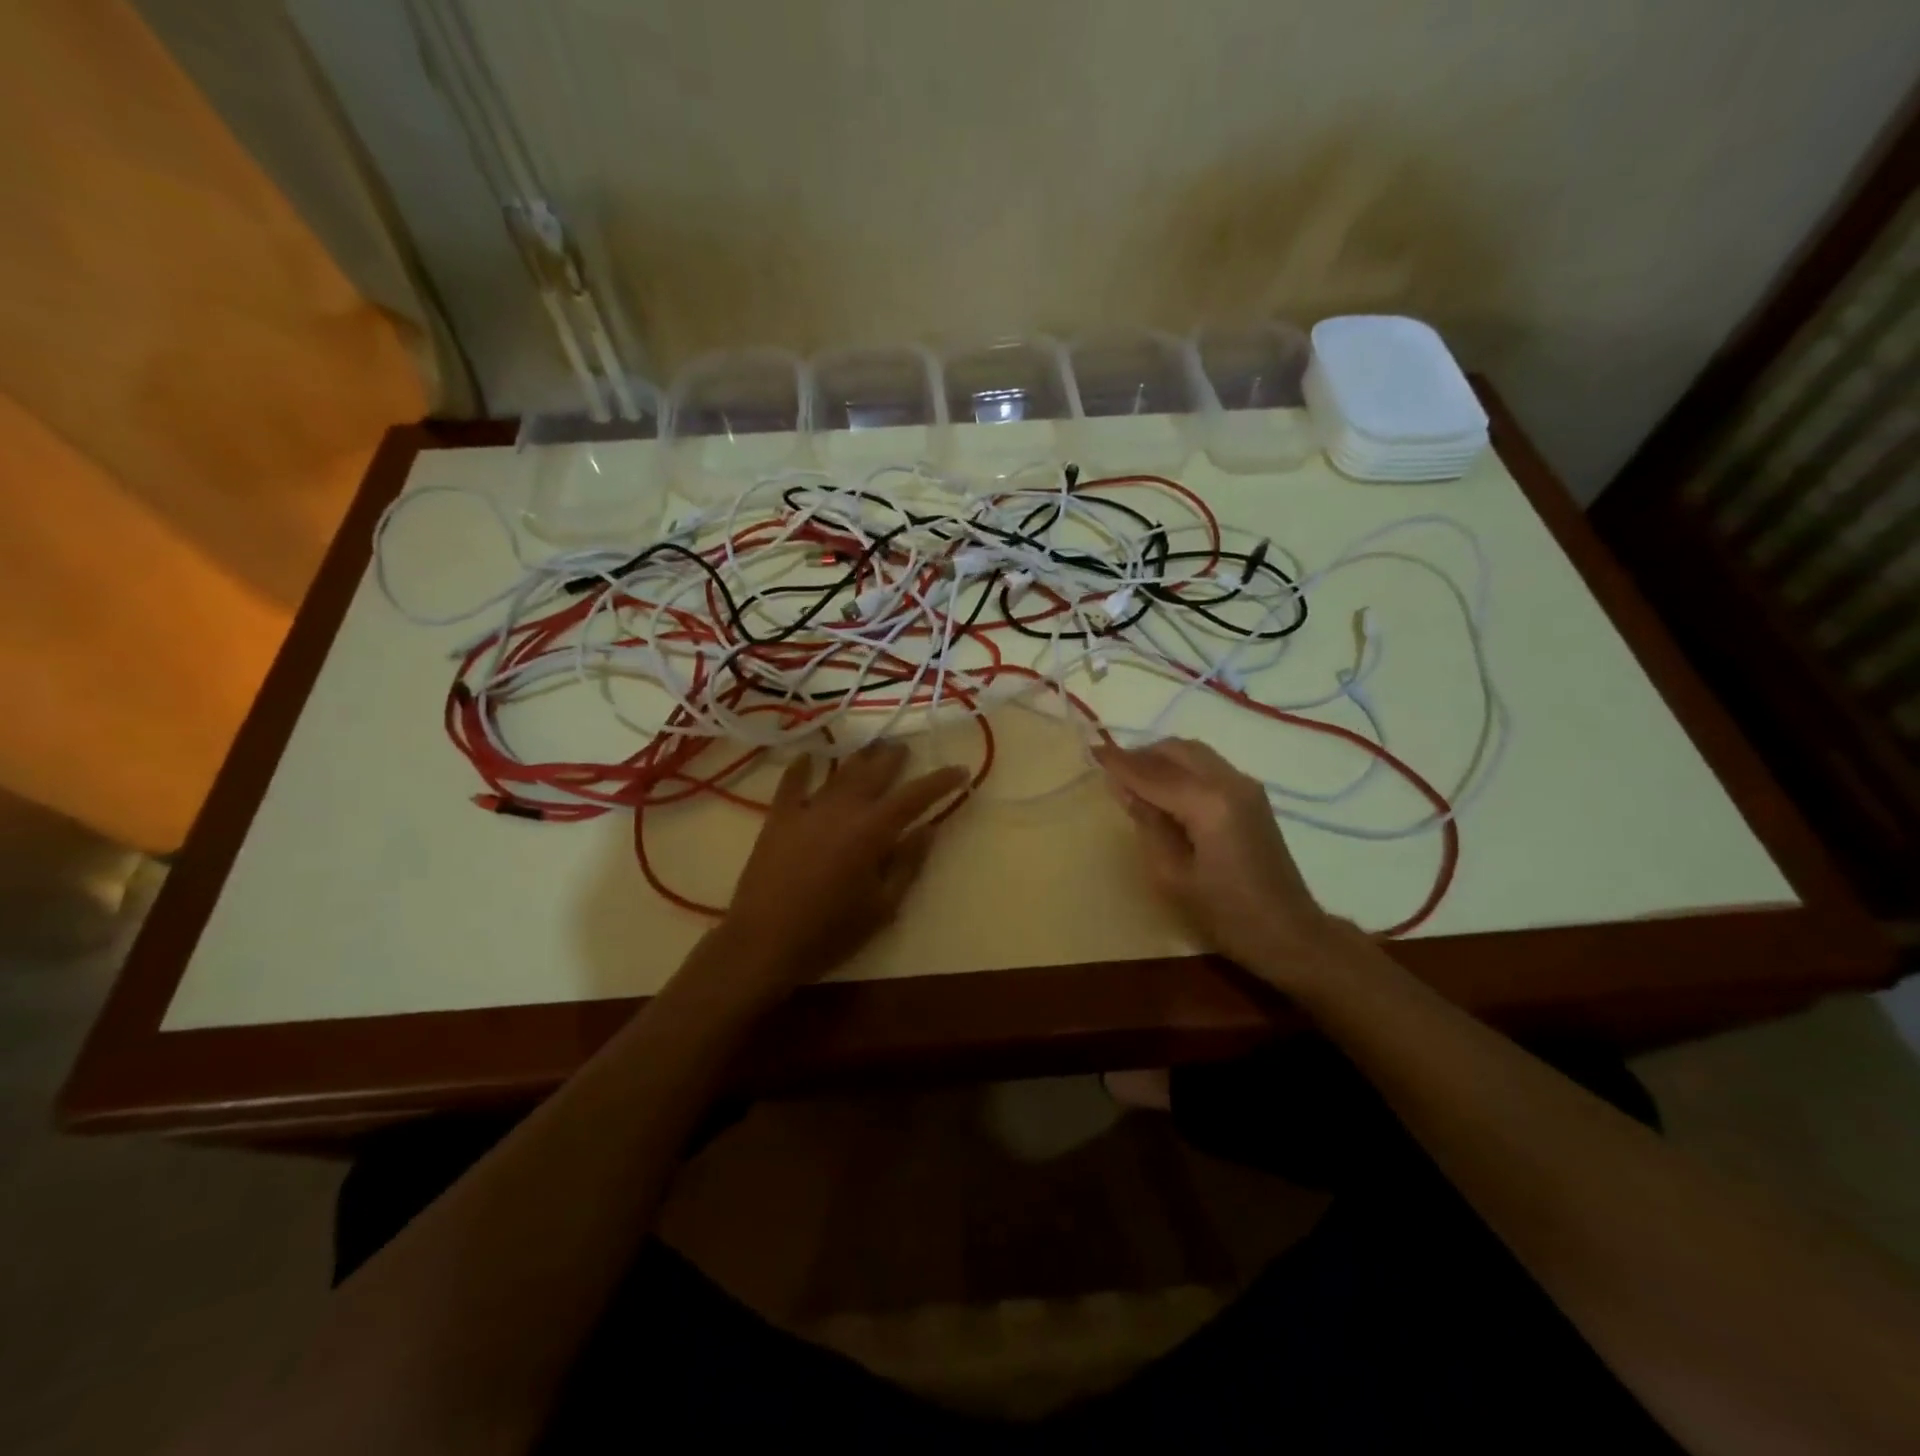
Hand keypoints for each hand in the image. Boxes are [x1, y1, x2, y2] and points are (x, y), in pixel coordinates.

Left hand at [708, 740, 968, 996]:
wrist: (764, 942)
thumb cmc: (830, 932)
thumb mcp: (882, 906)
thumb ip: (907, 864)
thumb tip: (927, 830)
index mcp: (872, 831)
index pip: (915, 797)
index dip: (940, 781)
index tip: (960, 770)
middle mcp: (842, 810)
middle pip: (874, 773)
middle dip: (894, 758)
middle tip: (906, 747)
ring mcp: (807, 810)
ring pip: (840, 773)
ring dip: (859, 757)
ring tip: (873, 746)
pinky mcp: (778, 819)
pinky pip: (791, 784)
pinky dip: (801, 768)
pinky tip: (808, 757)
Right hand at [1094, 738, 1347, 988]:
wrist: (1290, 933)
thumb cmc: (1226, 914)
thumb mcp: (1173, 876)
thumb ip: (1148, 824)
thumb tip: (1124, 788)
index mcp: (1208, 804)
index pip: (1153, 773)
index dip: (1119, 763)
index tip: (1090, 750)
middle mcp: (1229, 782)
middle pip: (1176, 750)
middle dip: (1140, 755)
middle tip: (1111, 770)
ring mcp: (1245, 786)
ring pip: (1193, 753)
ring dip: (1161, 759)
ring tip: (1133, 779)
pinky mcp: (1251, 796)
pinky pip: (1207, 765)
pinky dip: (1180, 767)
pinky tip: (1164, 789)